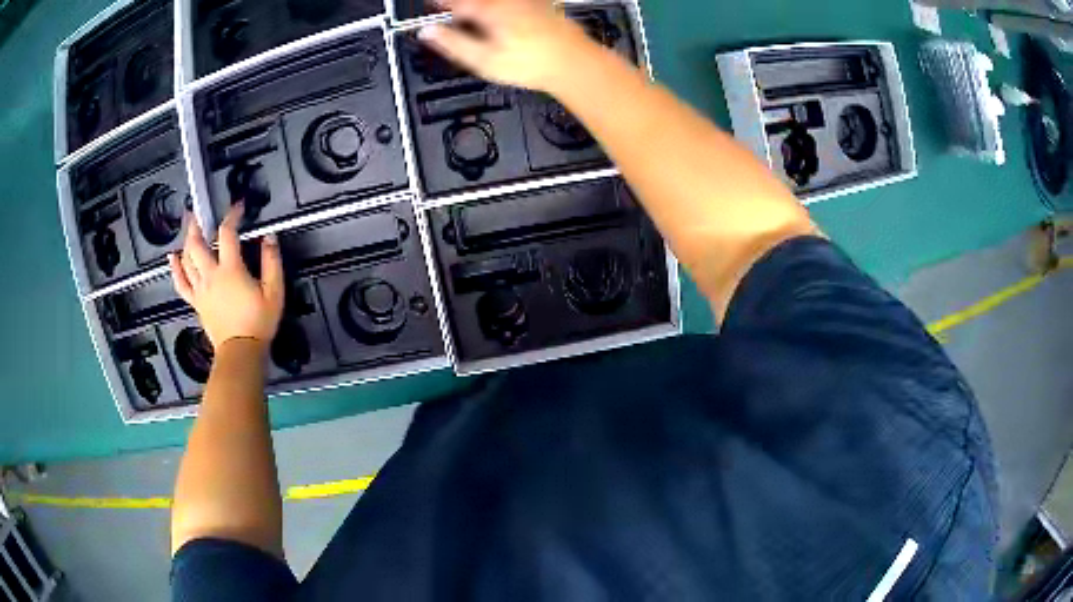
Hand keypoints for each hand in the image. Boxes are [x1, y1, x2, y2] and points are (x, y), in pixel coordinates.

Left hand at [169, 204, 284, 349]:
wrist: (241, 351)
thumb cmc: (259, 322)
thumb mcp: (274, 291)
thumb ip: (272, 262)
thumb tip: (269, 238)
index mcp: (231, 269)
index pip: (227, 233)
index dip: (232, 216)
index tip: (238, 207)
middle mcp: (211, 275)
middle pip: (197, 244)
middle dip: (196, 225)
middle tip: (197, 212)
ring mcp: (200, 289)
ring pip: (187, 259)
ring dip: (186, 241)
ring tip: (188, 228)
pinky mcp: (196, 302)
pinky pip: (181, 283)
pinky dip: (175, 268)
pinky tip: (172, 257)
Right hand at [418, 0, 593, 92]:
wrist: (574, 64)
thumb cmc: (533, 64)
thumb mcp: (483, 60)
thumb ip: (452, 43)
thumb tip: (427, 32)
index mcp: (488, 10)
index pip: (455, 2)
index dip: (440, 4)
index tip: (432, 7)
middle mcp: (507, 1)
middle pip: (474, 0)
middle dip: (461, 6)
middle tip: (449, 12)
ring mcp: (525, 1)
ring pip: (493, 1)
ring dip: (478, 7)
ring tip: (470, 17)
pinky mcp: (540, 5)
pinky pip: (511, 3)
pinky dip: (498, 8)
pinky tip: (499, 18)